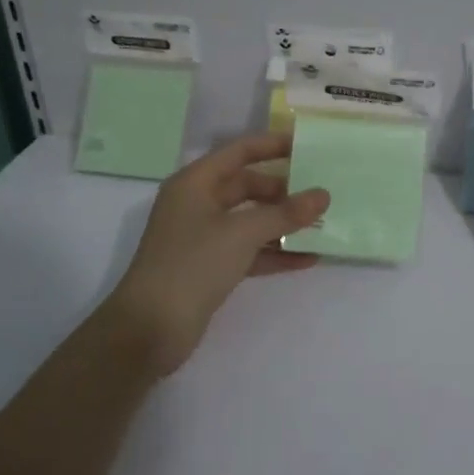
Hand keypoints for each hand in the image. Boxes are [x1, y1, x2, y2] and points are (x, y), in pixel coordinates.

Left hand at [106, 133, 329, 375]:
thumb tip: (323, 195)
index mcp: (195, 183)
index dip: (272, 145)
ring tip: (321, 225)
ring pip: (250, 220)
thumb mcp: (242, 233)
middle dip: (283, 190)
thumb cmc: (192, 265)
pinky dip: (275, 252)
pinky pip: (249, 250)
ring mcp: (202, 237)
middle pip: (247, 186)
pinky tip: (307, 259)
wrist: (150, 329)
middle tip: (319, 193)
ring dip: (283, 224)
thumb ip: (286, 213)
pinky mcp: (210, 267)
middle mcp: (197, 204)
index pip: (238, 152)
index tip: (306, 145)